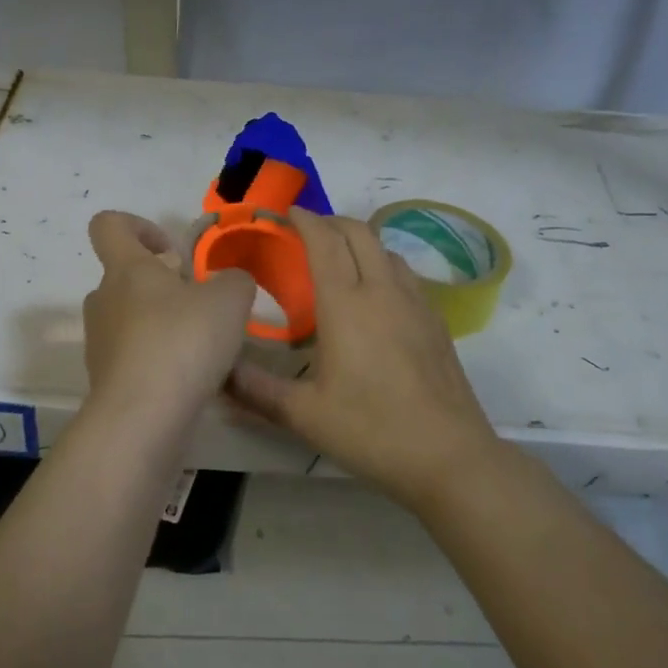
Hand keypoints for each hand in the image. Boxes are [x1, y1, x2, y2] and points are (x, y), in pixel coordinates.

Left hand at [81, 210, 256, 432]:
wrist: (142, 418)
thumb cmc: (182, 342)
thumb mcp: (229, 300)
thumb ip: (234, 281)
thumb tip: (228, 284)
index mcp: (126, 268)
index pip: (109, 225)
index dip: (138, 226)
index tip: (172, 252)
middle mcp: (104, 300)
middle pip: (126, 277)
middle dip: (164, 286)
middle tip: (200, 306)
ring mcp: (100, 342)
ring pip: (132, 319)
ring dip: (163, 324)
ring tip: (202, 347)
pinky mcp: (106, 381)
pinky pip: (135, 358)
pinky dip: (159, 361)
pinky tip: (190, 379)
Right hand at [228, 208, 499, 509]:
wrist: (449, 455)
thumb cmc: (371, 430)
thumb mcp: (304, 414)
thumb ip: (256, 390)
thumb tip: (218, 374)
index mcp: (346, 304)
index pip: (324, 241)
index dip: (304, 219)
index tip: (286, 212)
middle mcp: (382, 290)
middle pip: (358, 231)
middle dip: (330, 221)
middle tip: (305, 231)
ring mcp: (415, 302)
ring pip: (385, 248)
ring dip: (358, 239)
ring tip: (337, 257)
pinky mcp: (435, 319)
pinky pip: (404, 272)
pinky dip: (381, 263)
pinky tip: (374, 293)